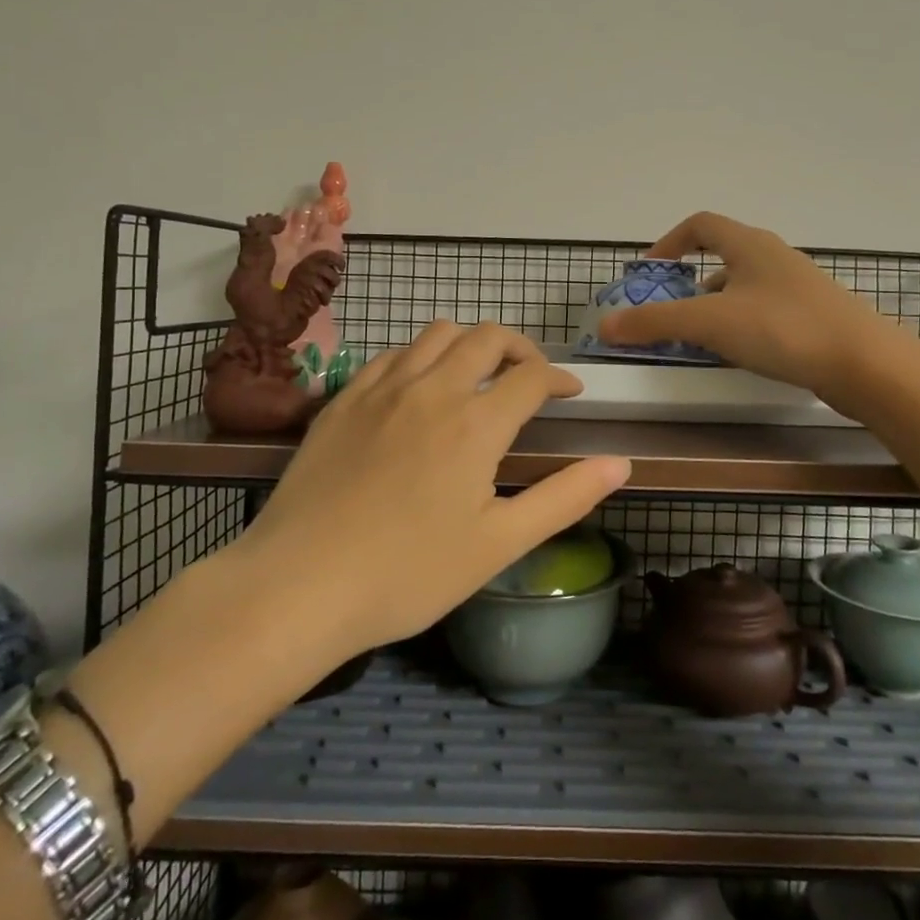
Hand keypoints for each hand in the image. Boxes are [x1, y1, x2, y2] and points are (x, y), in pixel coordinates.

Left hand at [234, 322, 631, 657]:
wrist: (298, 585)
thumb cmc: (408, 574)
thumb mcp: (498, 545)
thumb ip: (564, 498)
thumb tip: (620, 462)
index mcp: (476, 422)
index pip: (532, 375)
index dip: (559, 377)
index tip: (571, 392)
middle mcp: (432, 388)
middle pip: (487, 337)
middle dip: (519, 348)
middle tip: (529, 377)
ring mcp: (382, 388)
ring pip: (437, 334)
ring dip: (469, 344)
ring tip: (477, 377)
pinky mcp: (344, 398)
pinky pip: (391, 354)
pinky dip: (420, 358)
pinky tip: (417, 390)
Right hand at [597, 212, 898, 401]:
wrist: (866, 364)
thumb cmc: (783, 329)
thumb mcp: (709, 323)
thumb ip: (655, 322)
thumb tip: (605, 324)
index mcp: (749, 244)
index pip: (700, 224)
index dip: (669, 242)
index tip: (649, 272)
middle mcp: (774, 257)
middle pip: (722, 256)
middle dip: (689, 282)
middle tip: (669, 312)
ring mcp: (798, 287)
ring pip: (743, 287)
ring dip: (715, 306)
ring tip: (699, 339)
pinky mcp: (814, 316)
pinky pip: (764, 311)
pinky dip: (741, 324)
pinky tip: (739, 355)